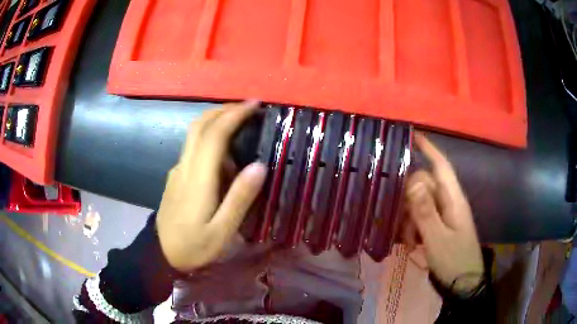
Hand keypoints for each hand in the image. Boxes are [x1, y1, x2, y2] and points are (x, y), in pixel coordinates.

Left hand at [156, 101, 267, 272]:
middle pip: (199, 126)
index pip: (214, 135)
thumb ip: (239, 199)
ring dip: (216, 120)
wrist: (161, 254)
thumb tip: (259, 165)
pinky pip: (193, 148)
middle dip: (223, 109)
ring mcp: (177, 170)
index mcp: (198, 179)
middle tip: (247, 106)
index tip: (253, 104)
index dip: (233, 115)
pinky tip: (224, 152)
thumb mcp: (222, 231)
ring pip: (194, 134)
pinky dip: (209, 137)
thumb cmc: (194, 247)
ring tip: (239, 122)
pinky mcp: (176, 176)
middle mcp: (185, 167)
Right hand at [403, 133, 483, 294]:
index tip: (412, 135)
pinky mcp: (439, 228)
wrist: (463, 286)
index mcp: (453, 200)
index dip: (428, 149)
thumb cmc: (454, 260)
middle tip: (401, 223)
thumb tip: (412, 179)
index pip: (441, 166)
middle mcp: (449, 203)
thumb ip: (425, 211)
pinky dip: (412, 229)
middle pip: (425, 186)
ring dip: (410, 220)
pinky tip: (410, 244)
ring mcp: (444, 216)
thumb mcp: (437, 238)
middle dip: (409, 200)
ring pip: (420, 204)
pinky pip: (421, 219)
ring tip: (407, 242)